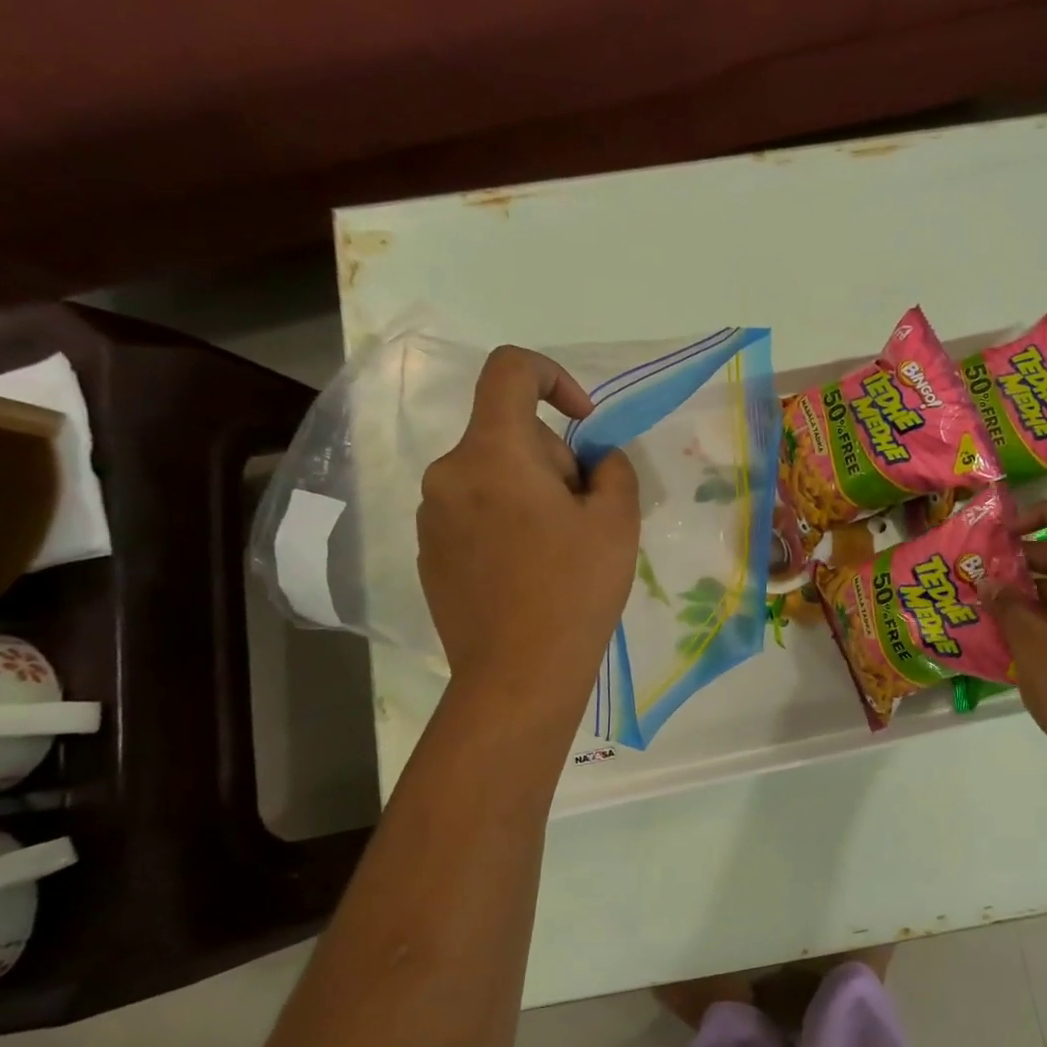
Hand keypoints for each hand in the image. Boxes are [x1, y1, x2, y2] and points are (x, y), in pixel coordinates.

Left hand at [418, 346, 639, 714]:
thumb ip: (613, 470)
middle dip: (553, 459)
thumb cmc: (574, 590)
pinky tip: (529, 573)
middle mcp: (449, 473)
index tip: (584, 422)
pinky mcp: (430, 553)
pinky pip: (474, 513)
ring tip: (561, 549)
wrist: (518, 676)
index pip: (510, 370)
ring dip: (530, 493)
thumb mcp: (616, 521)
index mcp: (493, 452)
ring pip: (493, 476)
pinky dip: (505, 523)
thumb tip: (596, 461)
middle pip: (509, 434)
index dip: (554, 377)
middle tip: (586, 515)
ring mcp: (432, 516)